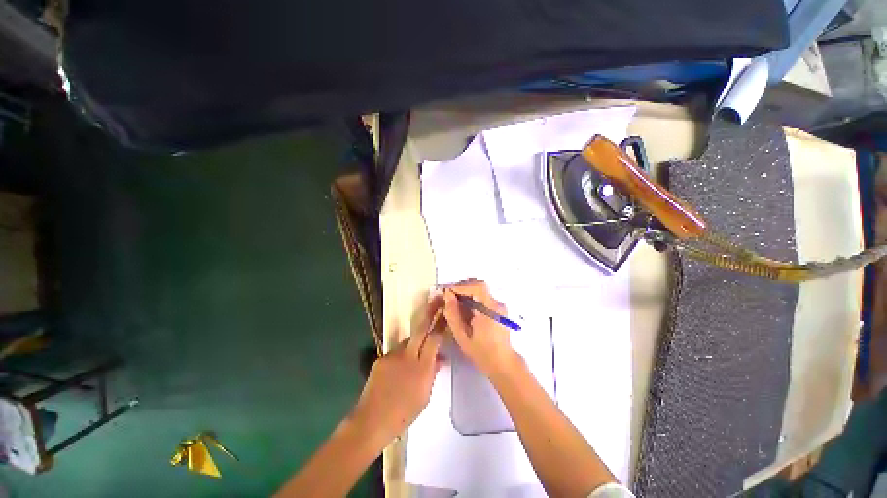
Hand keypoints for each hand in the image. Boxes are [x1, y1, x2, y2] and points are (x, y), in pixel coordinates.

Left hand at [350, 295, 445, 444]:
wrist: (371, 421)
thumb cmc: (404, 414)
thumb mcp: (425, 396)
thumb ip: (432, 373)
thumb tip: (439, 358)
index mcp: (422, 368)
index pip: (435, 339)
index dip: (441, 323)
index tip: (447, 310)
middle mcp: (408, 356)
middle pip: (421, 328)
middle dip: (430, 311)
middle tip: (437, 298)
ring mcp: (393, 355)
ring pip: (409, 340)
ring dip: (415, 341)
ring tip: (418, 352)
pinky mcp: (381, 358)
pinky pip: (397, 352)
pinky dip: (403, 355)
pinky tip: (401, 367)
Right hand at [443, 280, 519, 378]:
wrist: (502, 363)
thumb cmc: (481, 352)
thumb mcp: (462, 336)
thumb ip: (453, 314)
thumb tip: (447, 295)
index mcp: (490, 310)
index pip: (477, 288)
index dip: (461, 286)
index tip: (447, 291)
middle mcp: (497, 304)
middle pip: (479, 286)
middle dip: (462, 287)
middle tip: (449, 295)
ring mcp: (499, 306)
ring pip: (481, 290)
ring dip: (467, 292)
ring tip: (454, 300)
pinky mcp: (498, 309)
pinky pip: (483, 297)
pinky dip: (472, 297)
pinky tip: (464, 307)